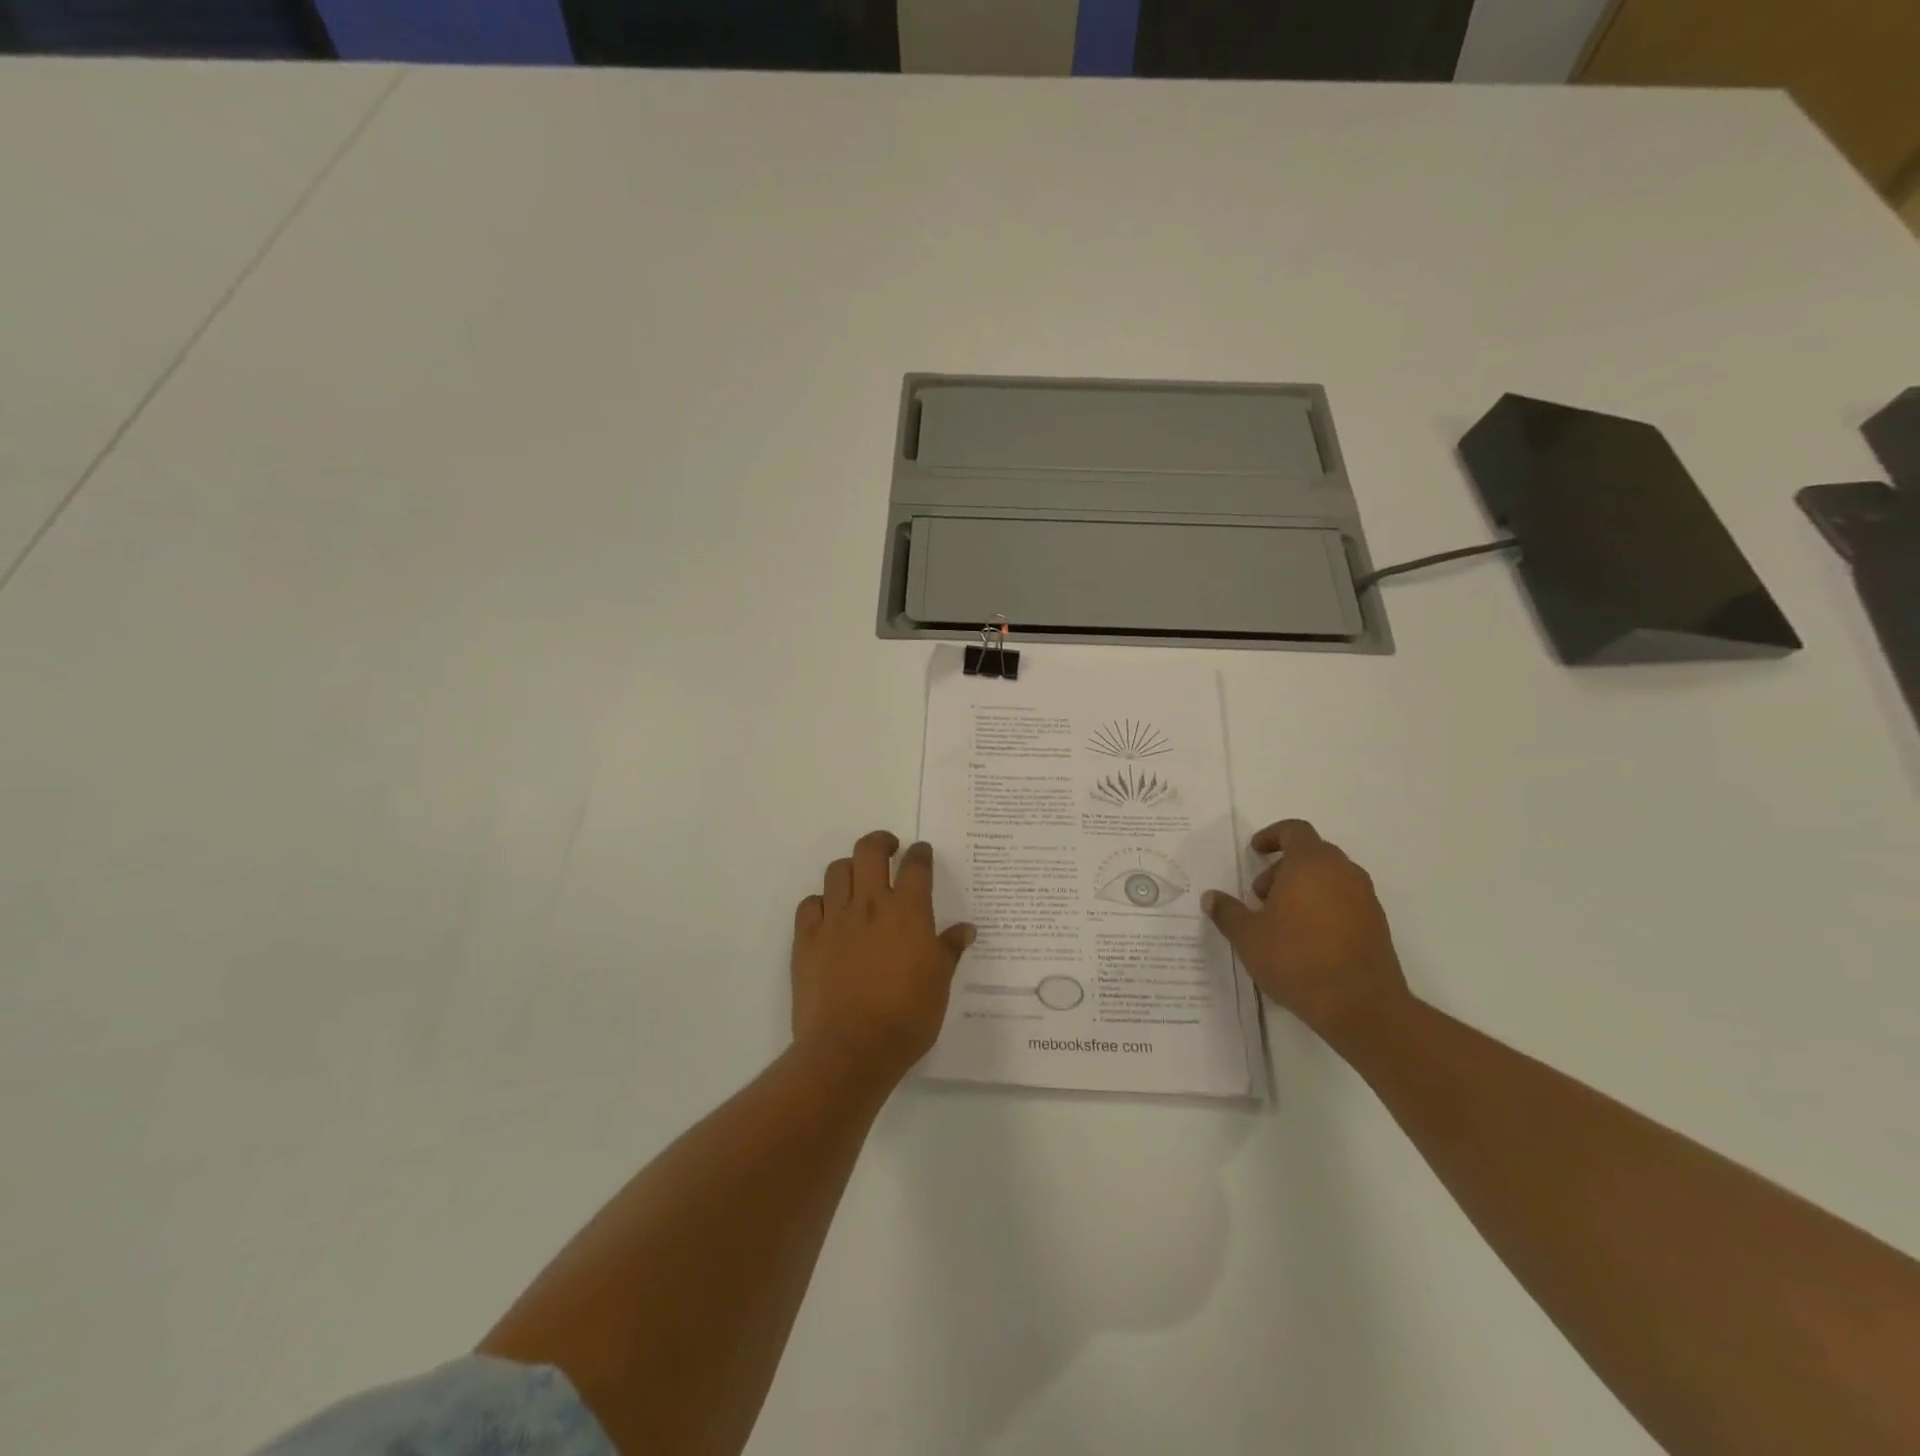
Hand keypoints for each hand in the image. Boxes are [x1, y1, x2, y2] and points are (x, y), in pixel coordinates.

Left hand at [791, 831, 975, 1090]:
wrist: (850, 1049)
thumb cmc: (906, 1018)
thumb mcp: (939, 984)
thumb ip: (949, 950)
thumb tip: (965, 929)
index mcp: (908, 912)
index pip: (916, 865)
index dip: (920, 853)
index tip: (922, 853)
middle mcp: (870, 905)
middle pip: (869, 851)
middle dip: (881, 842)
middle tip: (889, 850)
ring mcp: (834, 919)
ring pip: (837, 870)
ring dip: (850, 868)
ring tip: (858, 881)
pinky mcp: (806, 939)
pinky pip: (810, 903)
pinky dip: (821, 902)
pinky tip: (829, 915)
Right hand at [1202, 819, 1410, 1042]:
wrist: (1361, 1005)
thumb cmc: (1297, 959)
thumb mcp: (1248, 936)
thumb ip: (1227, 912)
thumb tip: (1211, 898)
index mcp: (1312, 864)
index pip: (1294, 830)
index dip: (1272, 836)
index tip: (1254, 851)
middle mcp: (1343, 872)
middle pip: (1312, 854)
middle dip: (1283, 868)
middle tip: (1260, 895)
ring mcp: (1365, 898)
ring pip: (1330, 878)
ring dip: (1303, 888)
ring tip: (1280, 921)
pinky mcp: (1377, 925)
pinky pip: (1345, 901)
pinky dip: (1323, 907)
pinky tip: (1305, 940)